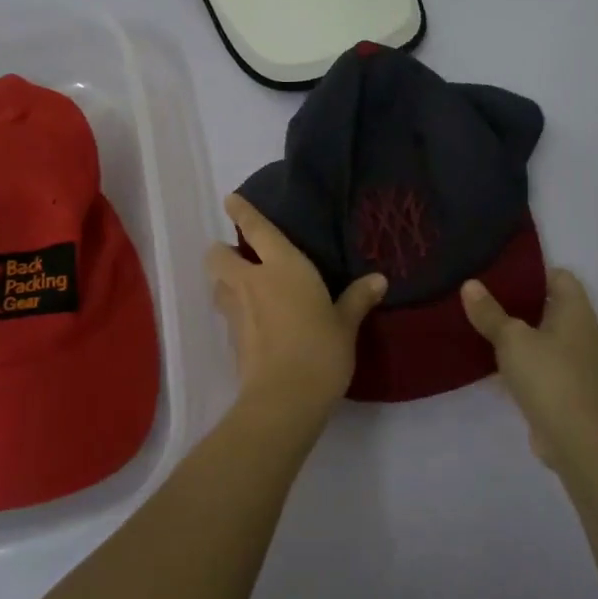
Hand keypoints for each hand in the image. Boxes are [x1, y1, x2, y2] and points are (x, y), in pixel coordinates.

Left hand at [207, 193, 386, 422]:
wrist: (284, 398)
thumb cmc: (321, 349)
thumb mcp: (346, 324)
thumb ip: (358, 299)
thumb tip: (379, 279)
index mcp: (283, 267)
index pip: (256, 230)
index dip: (242, 212)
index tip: (230, 200)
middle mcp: (252, 281)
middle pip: (218, 256)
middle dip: (223, 252)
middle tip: (241, 257)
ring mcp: (237, 311)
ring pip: (217, 284)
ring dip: (225, 281)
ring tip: (244, 288)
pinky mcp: (231, 339)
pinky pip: (227, 313)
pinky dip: (234, 311)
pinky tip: (252, 322)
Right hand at [462, 268, 597, 468]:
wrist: (577, 439)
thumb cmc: (548, 375)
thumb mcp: (512, 339)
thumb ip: (490, 312)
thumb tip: (470, 284)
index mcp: (576, 311)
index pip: (559, 276)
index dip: (532, 272)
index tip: (499, 274)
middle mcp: (581, 332)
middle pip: (549, 306)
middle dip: (517, 302)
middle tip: (482, 298)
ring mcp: (576, 362)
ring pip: (542, 337)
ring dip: (517, 334)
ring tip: (481, 326)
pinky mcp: (566, 388)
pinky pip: (540, 363)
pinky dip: (520, 361)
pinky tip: (491, 363)